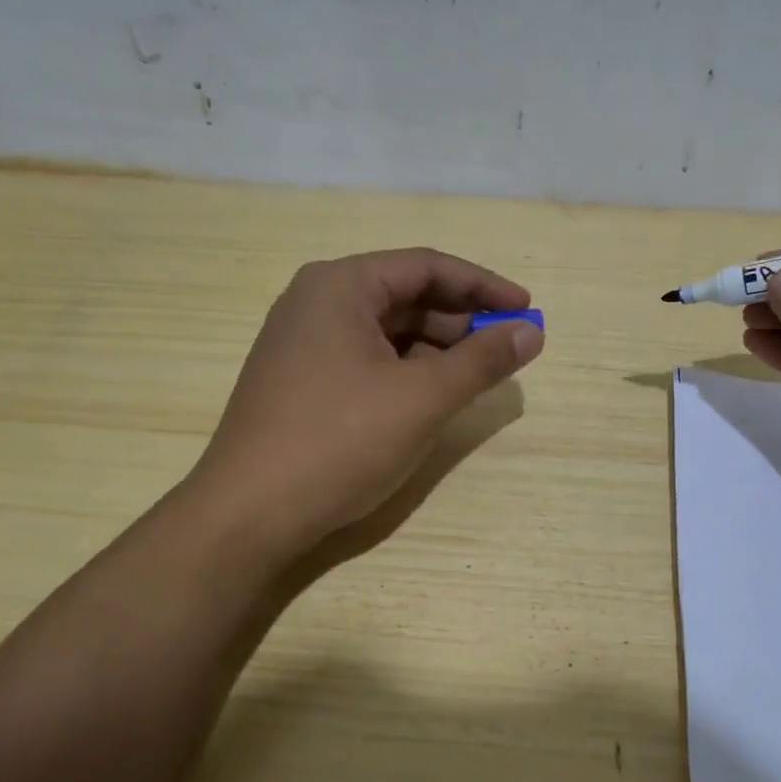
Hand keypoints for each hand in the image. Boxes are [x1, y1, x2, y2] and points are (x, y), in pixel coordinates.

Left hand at [183, 248, 543, 566]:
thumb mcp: (422, 398)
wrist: (248, 515)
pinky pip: (365, 360)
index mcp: (339, 286)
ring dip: (435, 349)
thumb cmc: (339, 442)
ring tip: (474, 378)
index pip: (426, 266)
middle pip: (404, 296)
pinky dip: (404, 372)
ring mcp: (301, 344)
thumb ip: (482, 360)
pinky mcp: (299, 382)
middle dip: (460, 321)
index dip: (484, 286)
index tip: (527, 310)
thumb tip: (532, 331)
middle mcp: (315, 303)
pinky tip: (428, 398)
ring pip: (385, 332)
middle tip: (505, 350)